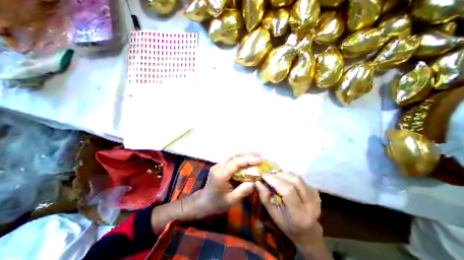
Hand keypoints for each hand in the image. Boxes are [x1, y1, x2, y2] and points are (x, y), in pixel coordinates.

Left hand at [194, 152, 259, 216]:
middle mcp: (218, 166)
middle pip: (233, 155)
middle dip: (247, 153)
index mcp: (220, 175)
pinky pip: (230, 157)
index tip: (259, 160)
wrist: (203, 202)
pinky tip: (246, 157)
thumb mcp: (232, 201)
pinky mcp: (219, 165)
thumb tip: (256, 181)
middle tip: (259, 155)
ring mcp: (217, 164)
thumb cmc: (217, 204)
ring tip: (255, 154)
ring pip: (231, 154)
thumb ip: (244, 190)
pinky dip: (239, 155)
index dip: (248, 160)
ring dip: (243, 153)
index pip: (235, 163)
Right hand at [255, 173, 321, 245]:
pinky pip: (301, 179)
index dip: (274, 180)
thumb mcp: (273, 214)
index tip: (264, 175)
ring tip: (275, 175)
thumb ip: (265, 198)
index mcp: (299, 213)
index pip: (288, 190)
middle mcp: (311, 204)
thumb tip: (258, 182)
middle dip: (279, 175)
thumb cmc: (287, 225)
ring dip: (284, 174)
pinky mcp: (316, 192)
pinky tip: (284, 179)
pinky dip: (290, 176)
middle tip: (269, 174)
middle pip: (295, 181)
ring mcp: (315, 197)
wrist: (307, 231)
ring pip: (298, 178)